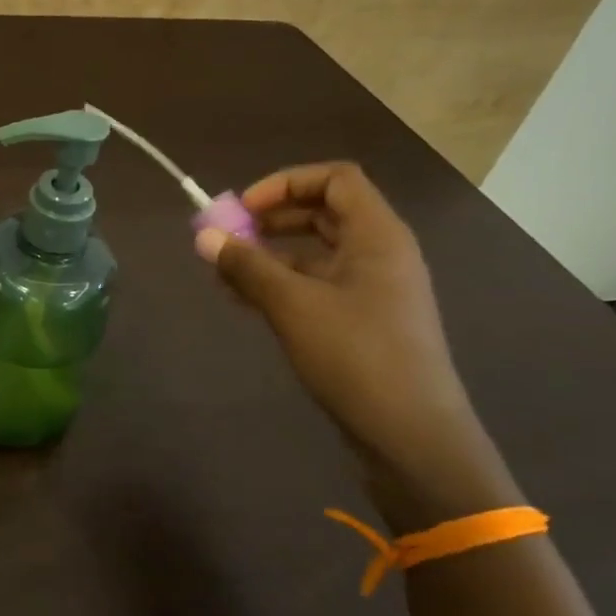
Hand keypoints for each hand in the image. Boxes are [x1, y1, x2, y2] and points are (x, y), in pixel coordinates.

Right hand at [195, 162, 491, 480]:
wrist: (411, 436)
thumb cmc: (356, 357)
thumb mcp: (293, 306)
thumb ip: (247, 267)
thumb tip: (204, 237)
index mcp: (377, 236)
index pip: (335, 179)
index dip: (285, 184)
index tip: (244, 209)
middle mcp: (380, 254)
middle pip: (324, 213)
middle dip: (272, 219)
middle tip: (230, 236)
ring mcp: (374, 290)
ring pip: (317, 253)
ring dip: (271, 256)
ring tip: (226, 275)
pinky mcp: (364, 322)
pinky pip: (318, 286)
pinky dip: (282, 285)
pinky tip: (246, 302)